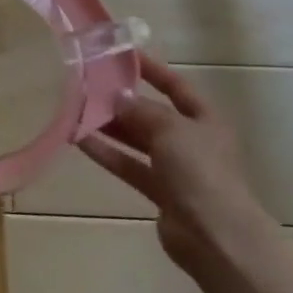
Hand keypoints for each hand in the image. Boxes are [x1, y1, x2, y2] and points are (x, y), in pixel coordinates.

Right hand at [80, 56, 277, 277]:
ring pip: (137, 140)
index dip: (152, 70)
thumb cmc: (200, 172)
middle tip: (88, 85)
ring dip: (110, 127)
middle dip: (122, 101)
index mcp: (205, 120)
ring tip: (76, 110)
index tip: (122, 54)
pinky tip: (79, 140)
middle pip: (152, 114)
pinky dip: (107, 154)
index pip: (176, 86)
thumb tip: (117, 97)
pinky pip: (129, 166)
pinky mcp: (160, 192)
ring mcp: (176, 168)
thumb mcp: (170, 130)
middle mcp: (191, 141)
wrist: (216, 238)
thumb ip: (140, 111)